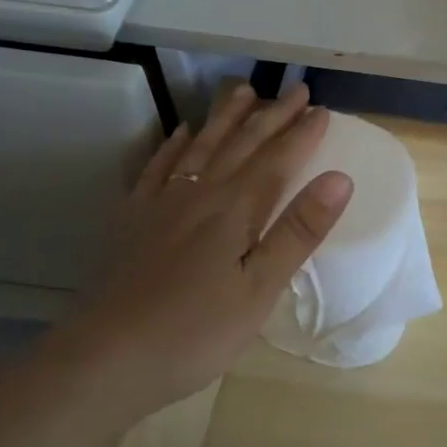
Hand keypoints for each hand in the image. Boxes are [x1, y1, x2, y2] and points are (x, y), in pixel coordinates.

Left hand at [35, 81, 351, 425]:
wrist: (107, 357)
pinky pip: (158, 168)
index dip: (302, 134)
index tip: (323, 110)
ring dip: (226, 118)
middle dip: (271, 116)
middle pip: (241, 144)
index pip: (277, 160)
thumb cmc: (196, 331)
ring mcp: (161, 204)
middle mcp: (199, 194)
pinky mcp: (133, 220)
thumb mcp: (260, 288)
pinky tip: (182, 132)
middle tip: (295, 89)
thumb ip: (298, 231)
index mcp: (235, 210)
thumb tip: (340, 178)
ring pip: (200, 147)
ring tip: (243, 92)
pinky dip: (174, 145)